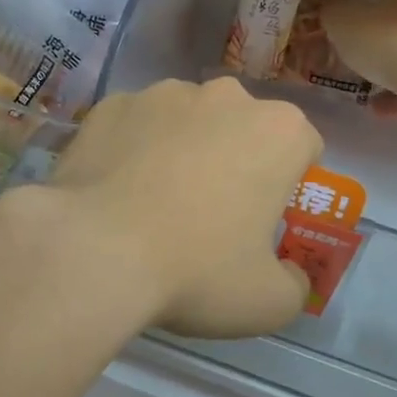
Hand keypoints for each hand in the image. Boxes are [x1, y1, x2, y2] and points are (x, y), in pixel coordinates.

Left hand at [48, 78, 322, 338]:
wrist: (93, 251)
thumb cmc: (196, 271)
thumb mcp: (268, 302)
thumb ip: (295, 284)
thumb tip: (290, 274)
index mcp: (278, 132)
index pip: (303, 147)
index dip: (290, 183)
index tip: (265, 218)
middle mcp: (226, 97)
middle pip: (244, 127)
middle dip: (237, 160)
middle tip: (211, 214)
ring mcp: (162, 94)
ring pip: (188, 121)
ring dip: (184, 150)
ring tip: (155, 204)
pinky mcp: (110, 105)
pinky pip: (135, 126)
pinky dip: (134, 149)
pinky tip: (116, 193)